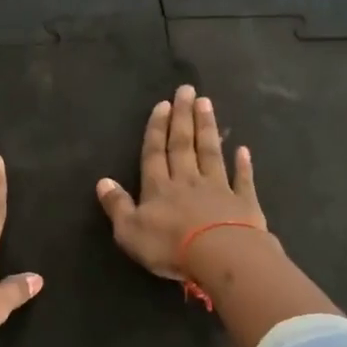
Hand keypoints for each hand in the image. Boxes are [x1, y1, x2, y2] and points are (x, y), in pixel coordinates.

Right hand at [97, 85, 266, 280]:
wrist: (221, 255)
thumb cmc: (170, 246)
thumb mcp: (130, 230)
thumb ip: (117, 205)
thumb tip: (102, 181)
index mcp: (158, 188)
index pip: (155, 153)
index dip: (157, 129)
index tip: (163, 104)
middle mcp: (187, 181)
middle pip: (183, 144)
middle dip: (183, 117)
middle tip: (187, 90)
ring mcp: (218, 189)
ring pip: (211, 153)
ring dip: (207, 128)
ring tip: (207, 103)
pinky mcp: (243, 203)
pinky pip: (242, 179)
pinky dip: (243, 164)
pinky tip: (243, 149)